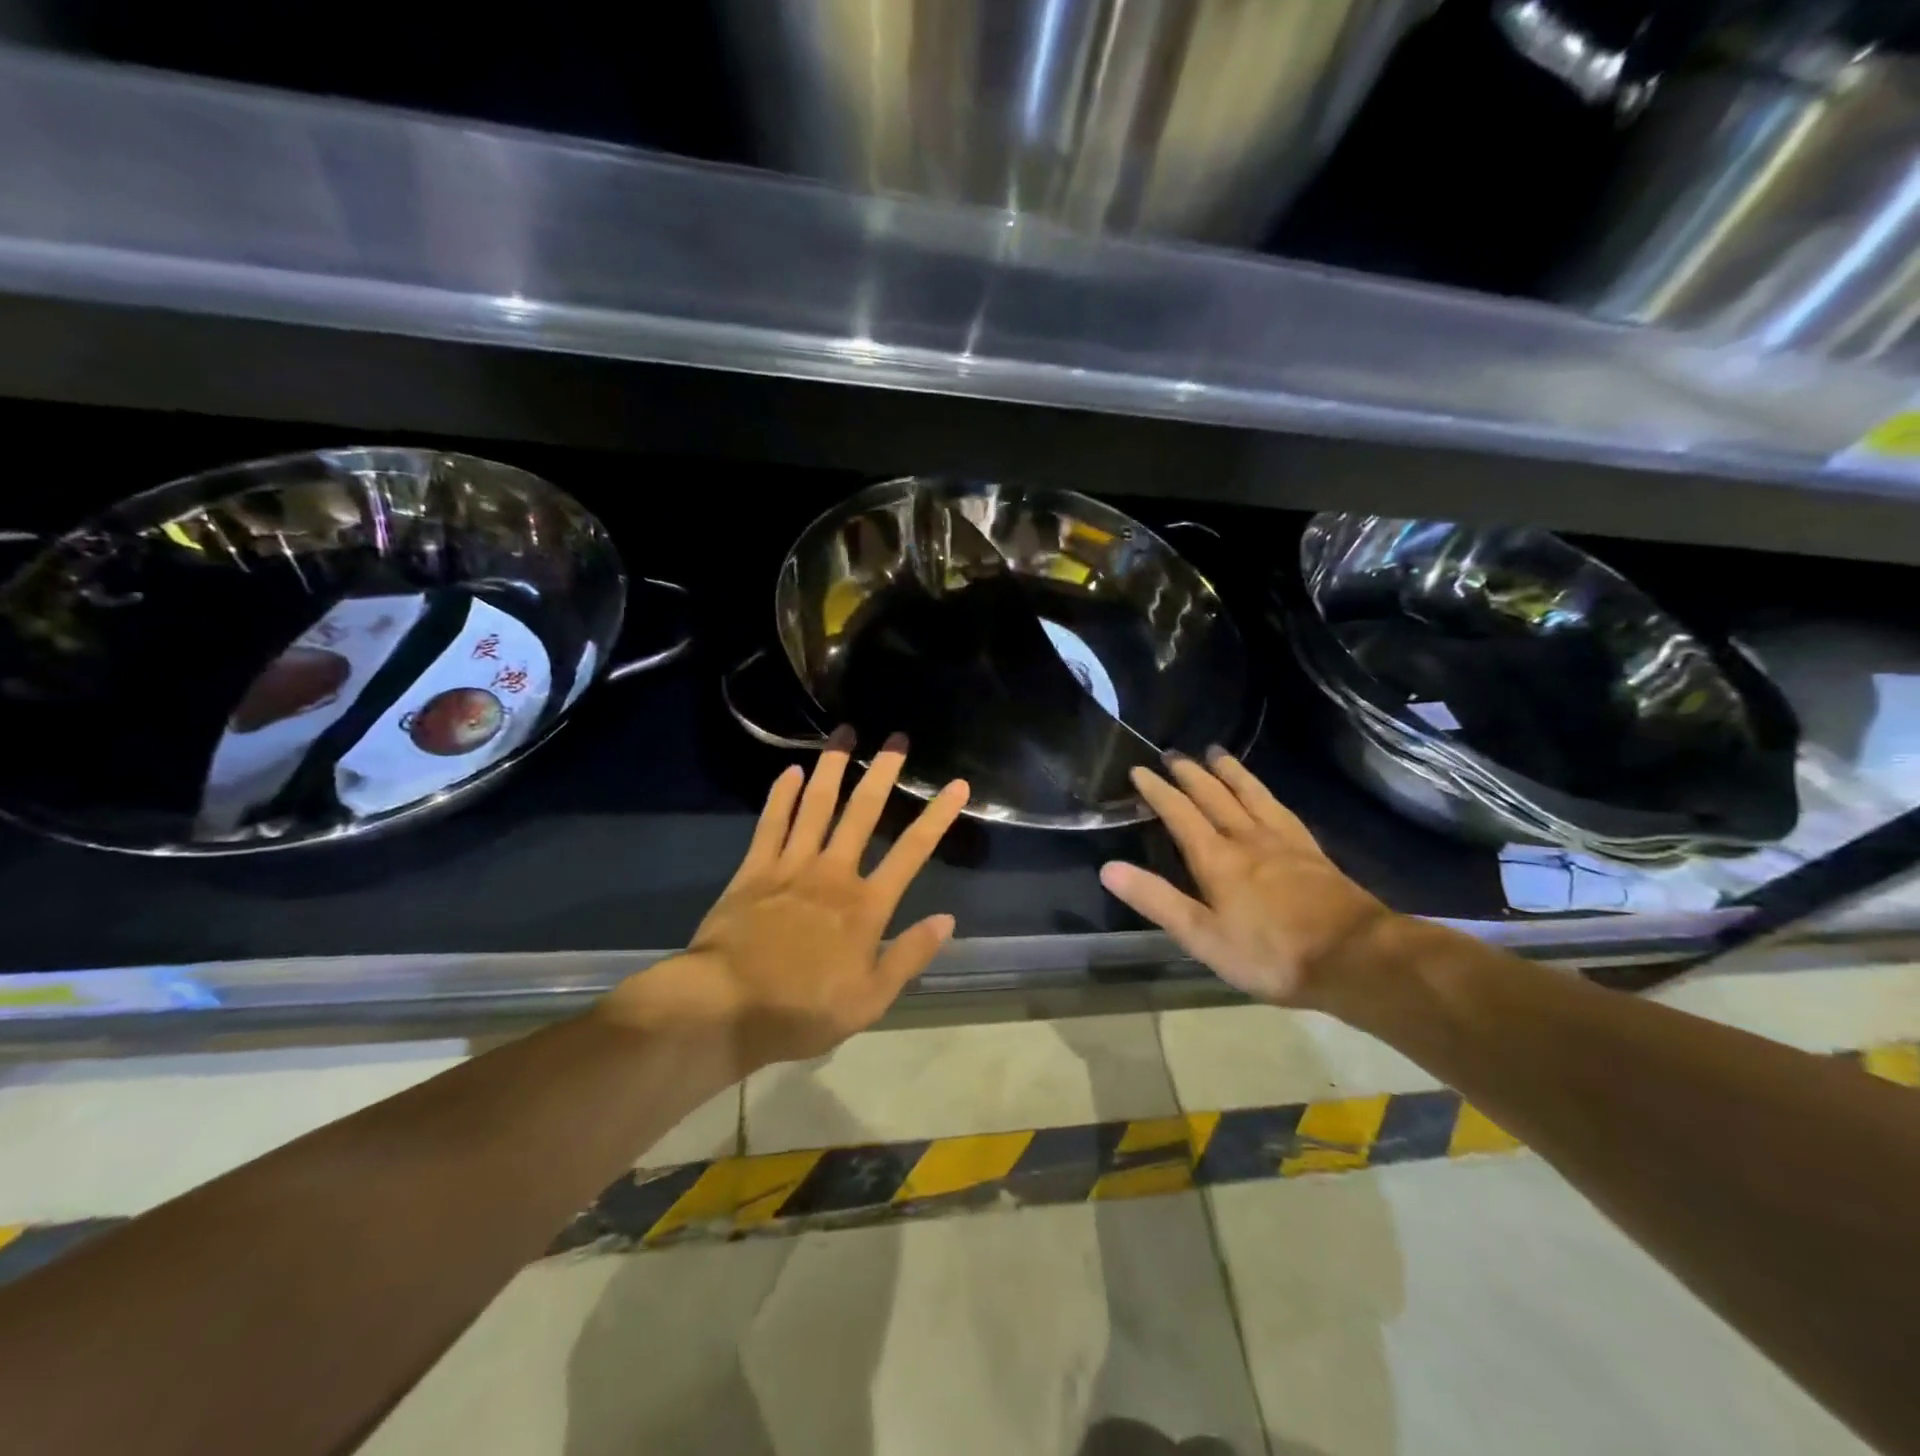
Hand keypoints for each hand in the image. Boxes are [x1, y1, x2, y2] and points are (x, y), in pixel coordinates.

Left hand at [602, 732, 968, 1073]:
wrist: (725, 1007)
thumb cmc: (802, 1009)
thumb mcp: (870, 999)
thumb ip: (909, 956)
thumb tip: (947, 919)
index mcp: (865, 906)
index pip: (911, 852)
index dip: (936, 816)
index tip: (955, 785)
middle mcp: (833, 873)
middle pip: (863, 813)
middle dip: (882, 772)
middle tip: (896, 738)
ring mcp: (791, 866)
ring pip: (817, 806)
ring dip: (833, 768)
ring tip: (845, 734)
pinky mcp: (754, 870)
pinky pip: (771, 823)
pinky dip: (783, 795)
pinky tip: (792, 771)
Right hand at [1099, 751, 1392, 1007]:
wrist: (1356, 958)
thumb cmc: (1270, 953)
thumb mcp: (1202, 936)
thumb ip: (1156, 900)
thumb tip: (1108, 868)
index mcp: (1216, 858)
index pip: (1180, 814)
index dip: (1158, 791)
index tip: (1139, 770)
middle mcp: (1247, 838)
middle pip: (1214, 796)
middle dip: (1190, 773)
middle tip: (1173, 753)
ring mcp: (1284, 842)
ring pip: (1250, 794)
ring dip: (1230, 772)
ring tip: (1216, 753)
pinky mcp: (1311, 852)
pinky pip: (1281, 809)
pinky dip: (1265, 793)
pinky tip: (1266, 795)